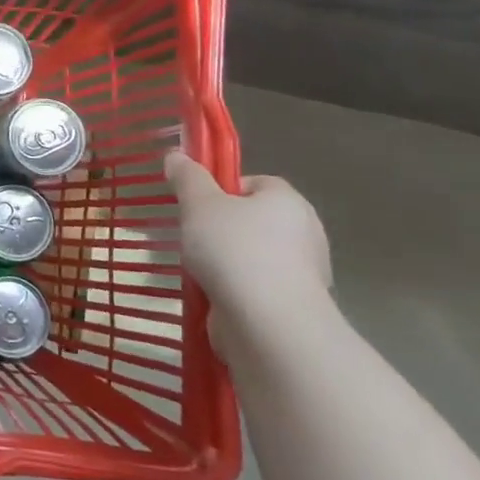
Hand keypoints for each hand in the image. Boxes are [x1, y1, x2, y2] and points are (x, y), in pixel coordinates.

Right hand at [164, 151, 332, 350]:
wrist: (268, 324)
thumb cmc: (234, 251)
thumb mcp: (199, 204)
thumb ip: (187, 178)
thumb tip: (175, 155)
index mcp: (288, 201)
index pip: (254, 183)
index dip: (222, 189)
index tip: (196, 205)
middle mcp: (303, 233)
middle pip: (252, 220)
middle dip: (219, 228)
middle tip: (191, 235)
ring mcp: (302, 273)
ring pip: (251, 255)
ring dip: (223, 261)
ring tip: (195, 270)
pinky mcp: (291, 306)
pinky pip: (254, 287)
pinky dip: (232, 289)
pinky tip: (210, 295)